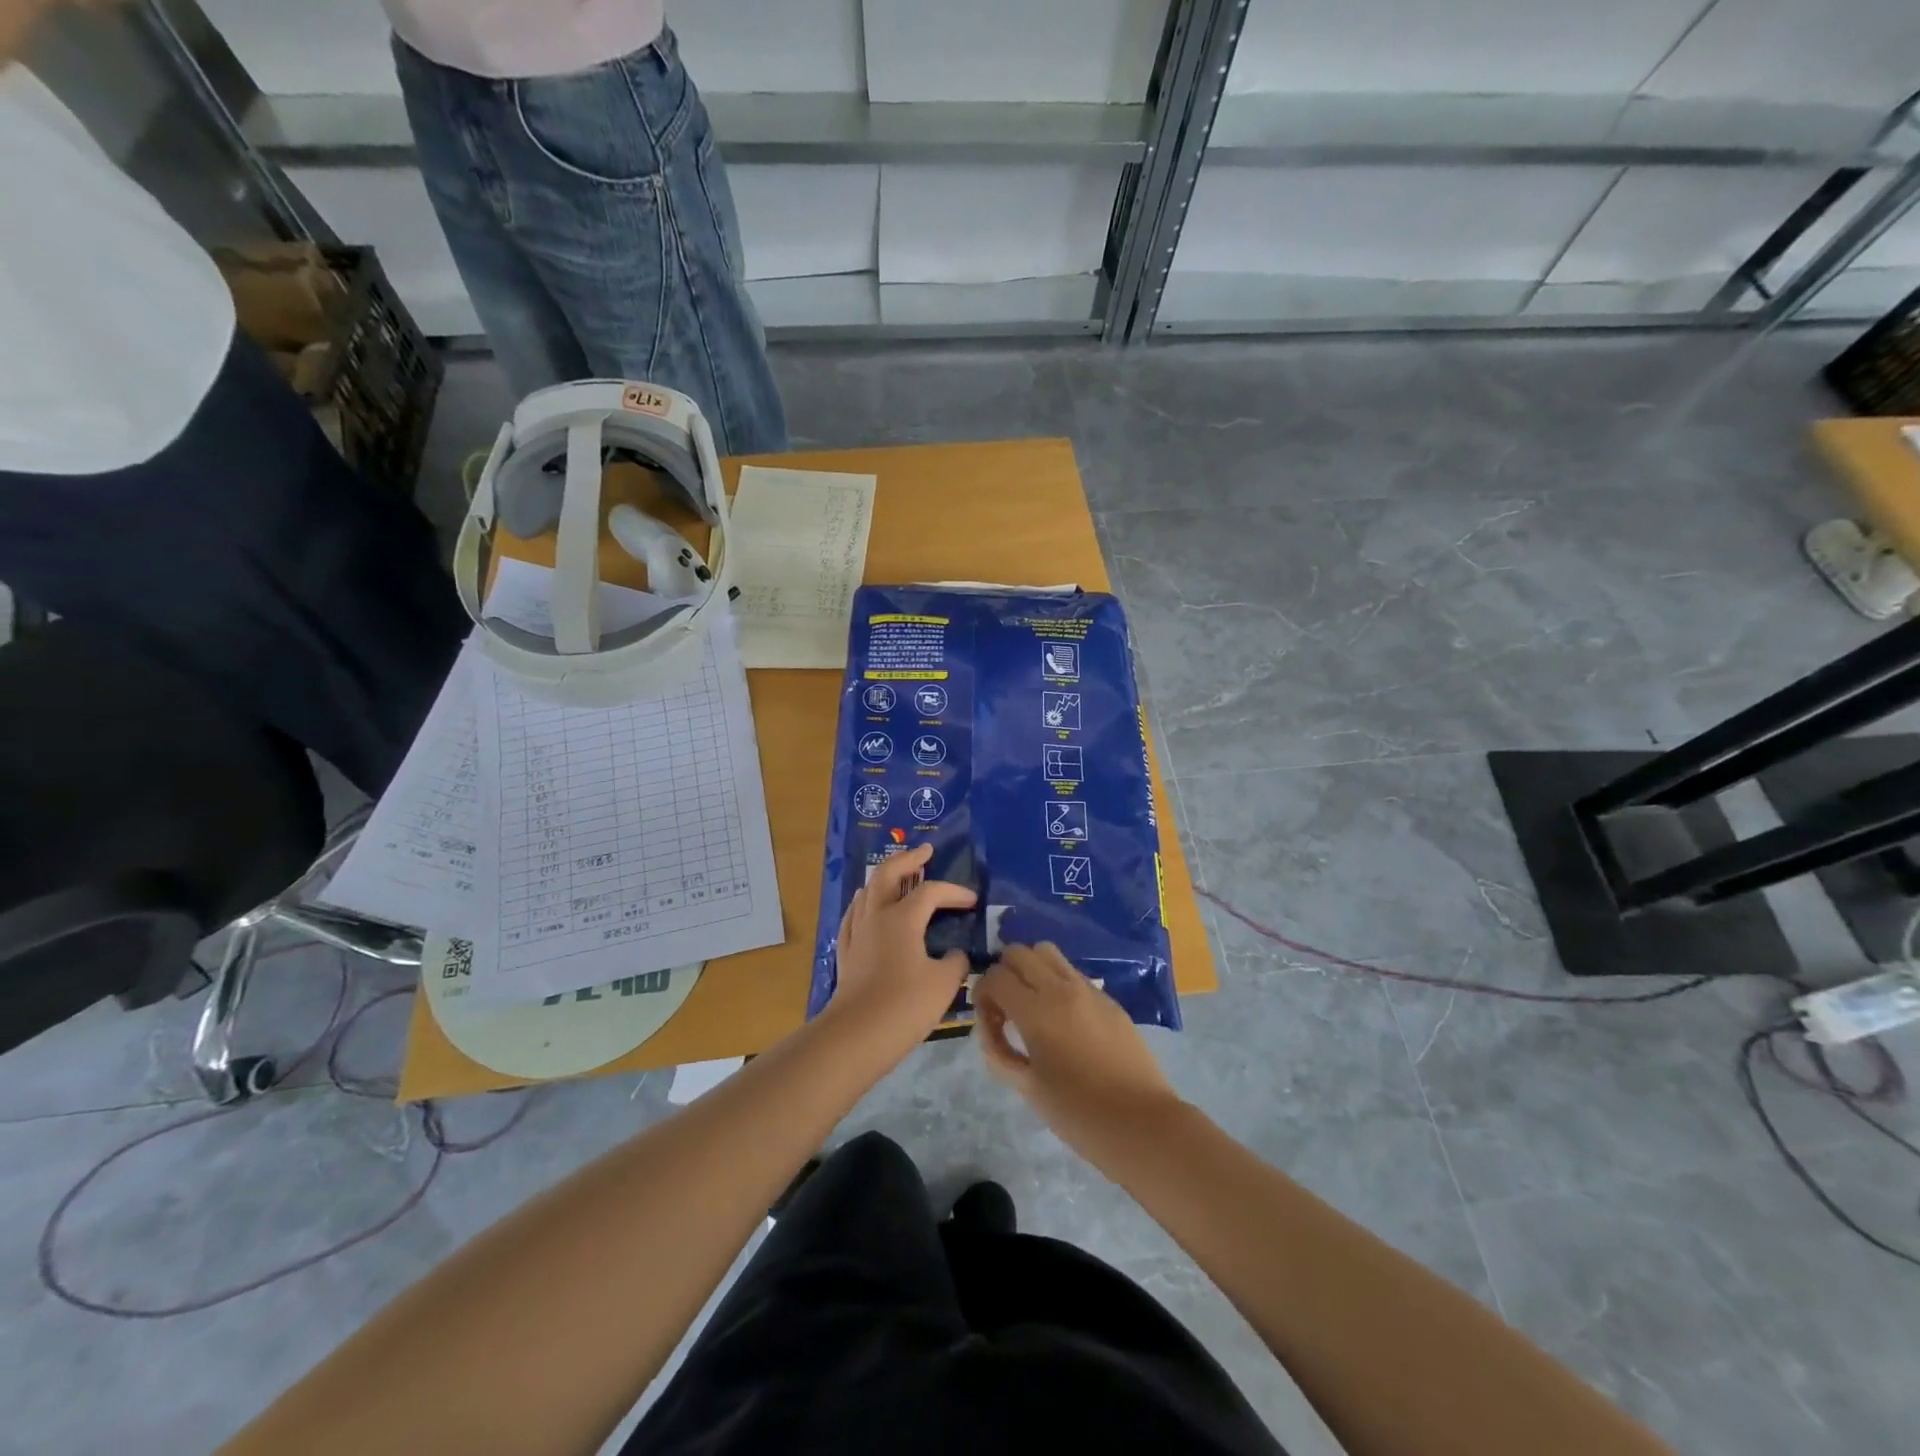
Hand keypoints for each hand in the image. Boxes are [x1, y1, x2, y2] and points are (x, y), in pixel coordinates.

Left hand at [821, 842, 974, 1057]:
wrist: (856, 1036)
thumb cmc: (904, 1005)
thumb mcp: (944, 984)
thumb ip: (955, 963)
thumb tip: (955, 955)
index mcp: (901, 918)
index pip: (931, 892)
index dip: (954, 892)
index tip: (973, 901)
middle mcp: (876, 916)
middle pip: (887, 874)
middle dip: (908, 859)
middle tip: (924, 851)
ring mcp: (857, 934)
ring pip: (867, 891)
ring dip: (885, 878)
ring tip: (898, 876)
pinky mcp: (846, 953)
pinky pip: (854, 915)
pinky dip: (865, 904)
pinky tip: (867, 908)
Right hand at [974, 943, 1185, 1155]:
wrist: (1140, 1123)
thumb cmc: (1078, 1114)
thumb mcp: (1027, 1088)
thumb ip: (999, 1052)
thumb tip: (991, 1028)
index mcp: (1037, 1012)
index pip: (995, 977)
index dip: (982, 994)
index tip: (989, 1020)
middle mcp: (1061, 988)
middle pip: (1018, 952)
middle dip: (1003, 973)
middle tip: (1006, 1008)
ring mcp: (1088, 989)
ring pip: (1047, 952)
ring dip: (1030, 969)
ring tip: (1032, 1004)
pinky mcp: (1108, 998)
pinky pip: (1072, 973)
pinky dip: (1056, 981)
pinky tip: (1062, 1018)